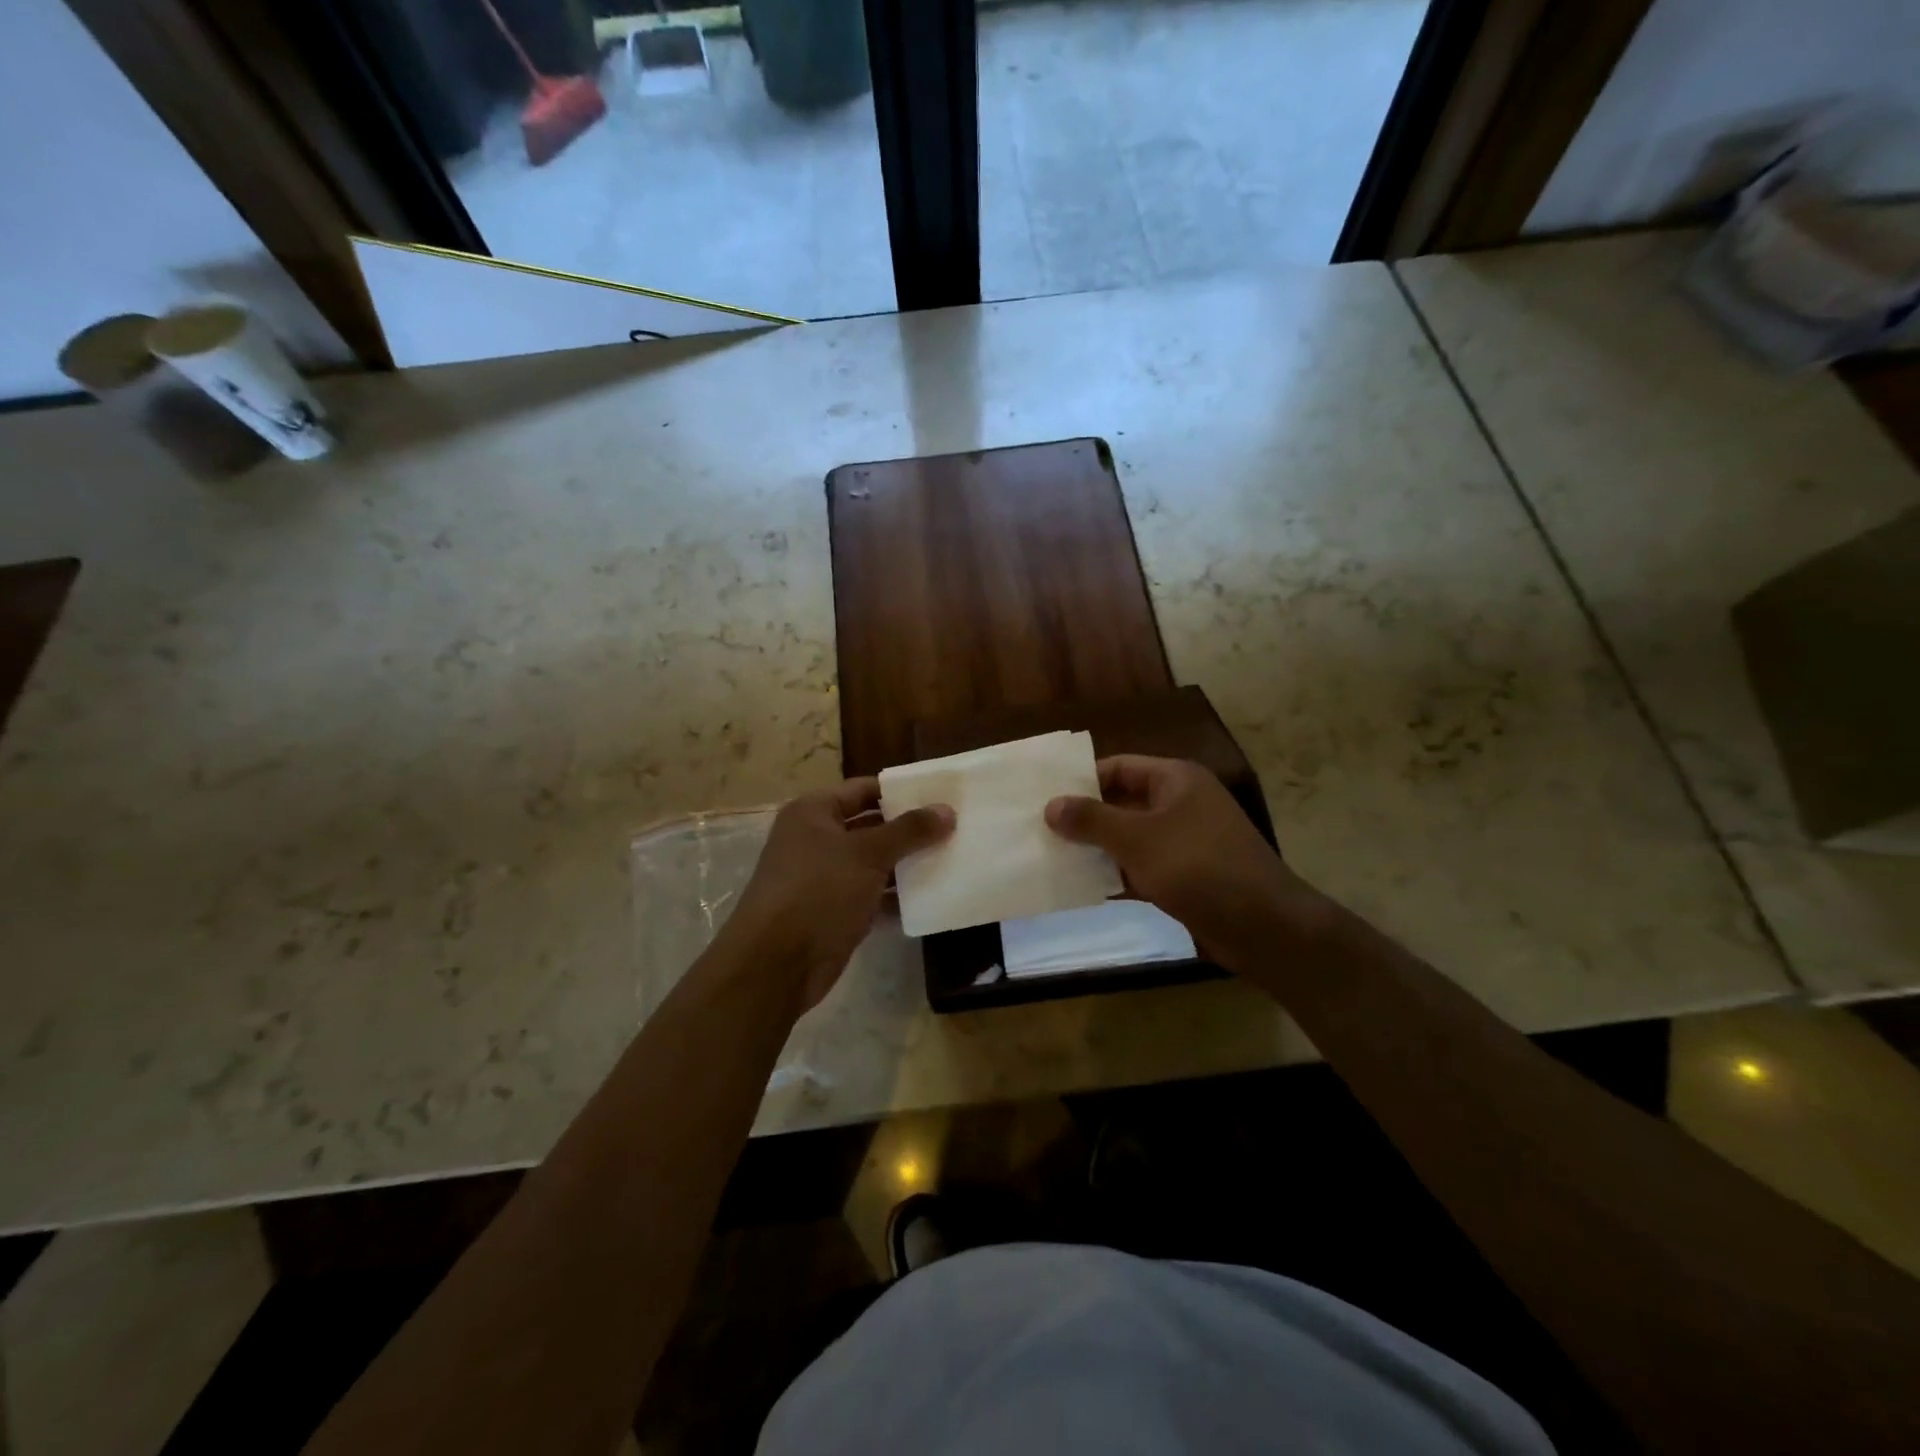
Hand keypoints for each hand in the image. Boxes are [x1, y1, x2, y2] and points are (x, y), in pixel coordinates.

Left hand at [726, 778, 953, 1011]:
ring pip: (873, 863)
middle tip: (955, 827)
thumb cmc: (818, 891)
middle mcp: (816, 839)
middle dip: (909, 829)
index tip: (941, 795)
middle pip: (870, 826)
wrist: (776, 964)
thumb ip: (909, 830)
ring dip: (907, 864)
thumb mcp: (867, 853)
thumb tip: (947, 810)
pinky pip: (872, 895)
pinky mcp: (834, 912)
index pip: (864, 789)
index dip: (900, 791)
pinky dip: (896, 896)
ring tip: (952, 858)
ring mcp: (824, 878)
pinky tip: (932, 896)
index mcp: (813, 812)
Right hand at [1045, 756, 1316, 968]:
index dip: (1082, 780)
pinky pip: (1142, 867)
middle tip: (1041, 828)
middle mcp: (1181, 804)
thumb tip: (1051, 805)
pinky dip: (1117, 874)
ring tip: (1052, 856)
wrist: (1264, 926)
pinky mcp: (1186, 876)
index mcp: (1175, 780)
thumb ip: (1092, 821)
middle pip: (1122, 802)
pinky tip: (1084, 886)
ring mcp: (1185, 842)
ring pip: (1130, 838)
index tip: (1044, 797)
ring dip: (1098, 848)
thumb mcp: (1138, 839)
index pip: (1118, 767)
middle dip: (1085, 817)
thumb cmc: (1198, 867)